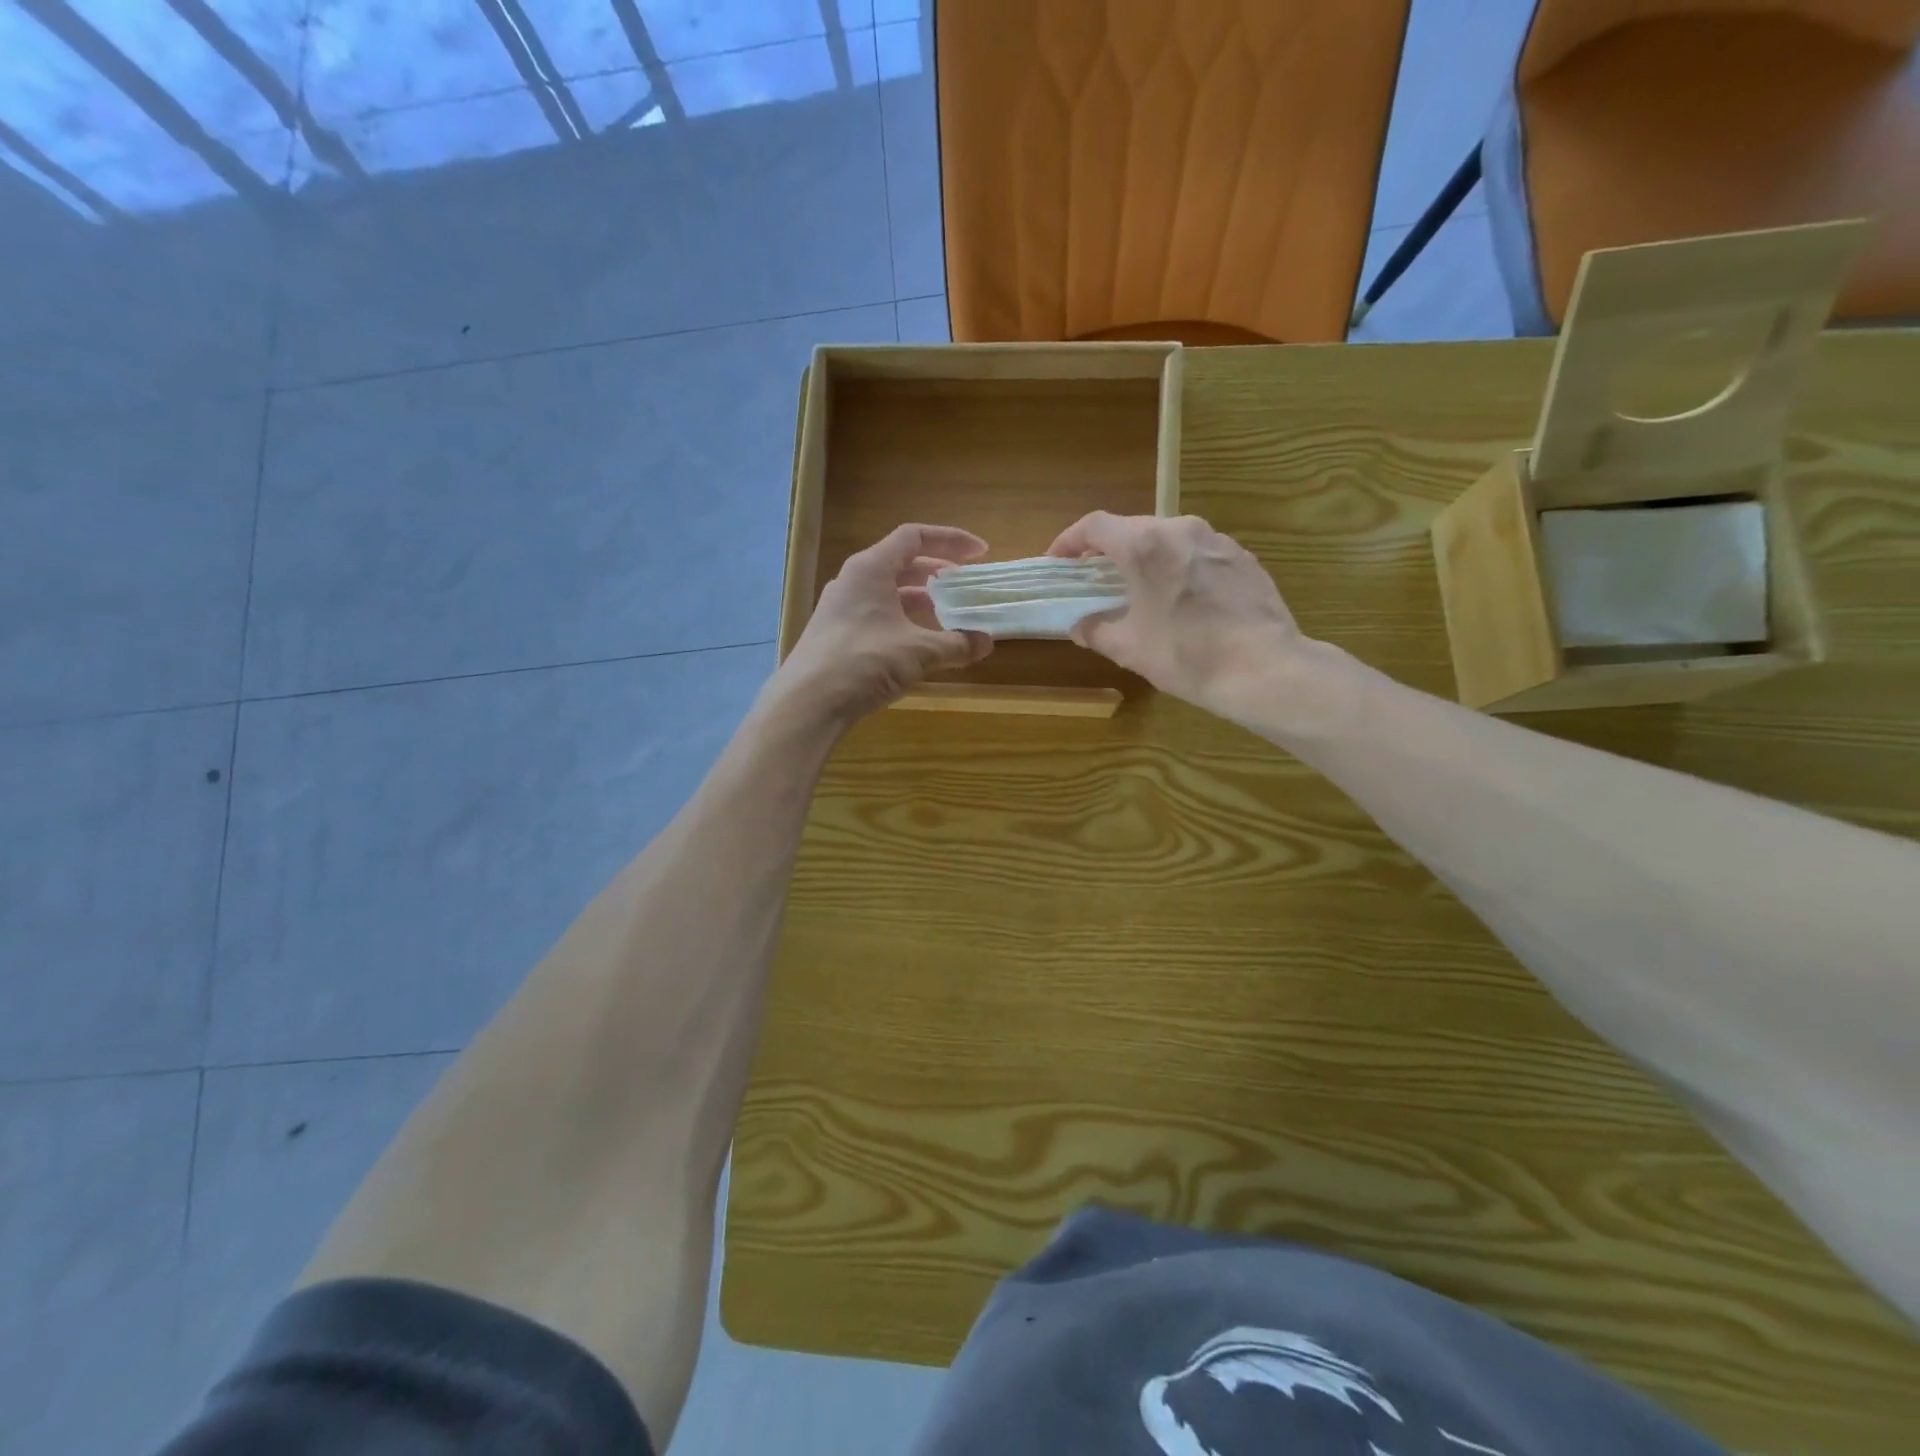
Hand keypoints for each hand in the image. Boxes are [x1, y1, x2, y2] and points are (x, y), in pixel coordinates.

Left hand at [771, 524, 993, 725]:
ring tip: (947, 615)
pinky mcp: (836, 634)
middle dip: (937, 572)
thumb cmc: (864, 662)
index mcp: (871, 569)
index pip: (914, 537)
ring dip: (920, 599)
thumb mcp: (918, 652)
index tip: (979, 554)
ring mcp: (841, 608)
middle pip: (901, 563)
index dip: (950, 540)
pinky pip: (877, 615)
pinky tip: (919, 643)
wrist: (808, 702)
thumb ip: (956, 644)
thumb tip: (986, 642)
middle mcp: (853, 581)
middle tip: (964, 586)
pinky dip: (903, 620)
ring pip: (888, 592)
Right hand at [1048, 512, 1302, 714]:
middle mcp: (1181, 529)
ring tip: (1140, 589)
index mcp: (1145, 545)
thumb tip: (1080, 626)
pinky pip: (1199, 554)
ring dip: (1146, 559)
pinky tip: (1182, 601)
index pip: (1094, 526)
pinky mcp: (1244, 558)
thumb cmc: (1187, 655)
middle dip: (1108, 551)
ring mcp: (1218, 540)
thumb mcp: (1129, 648)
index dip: (1069, 541)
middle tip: (1095, 579)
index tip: (1057, 561)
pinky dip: (1179, 568)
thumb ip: (1096, 630)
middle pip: (1133, 528)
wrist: (1264, 669)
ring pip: (1169, 539)